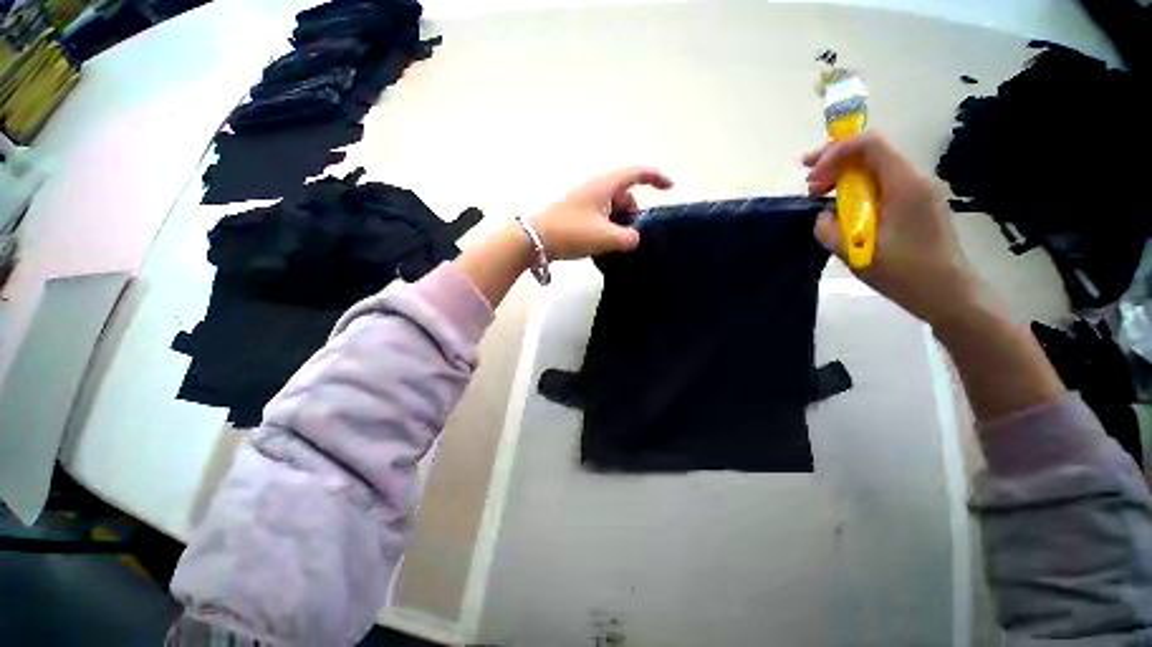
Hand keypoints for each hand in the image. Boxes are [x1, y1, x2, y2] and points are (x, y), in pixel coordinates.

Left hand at [530, 167, 672, 259]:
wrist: (534, 240)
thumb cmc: (571, 232)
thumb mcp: (605, 237)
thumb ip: (628, 238)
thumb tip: (634, 239)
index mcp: (604, 185)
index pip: (636, 173)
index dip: (656, 178)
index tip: (670, 188)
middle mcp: (595, 189)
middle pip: (624, 196)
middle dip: (633, 215)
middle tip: (633, 237)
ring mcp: (584, 202)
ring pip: (611, 210)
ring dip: (619, 226)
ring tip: (616, 247)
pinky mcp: (576, 215)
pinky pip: (599, 219)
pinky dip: (606, 230)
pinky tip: (603, 248)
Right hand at [804, 132, 976, 325]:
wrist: (947, 293)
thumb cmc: (904, 273)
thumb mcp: (856, 254)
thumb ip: (830, 230)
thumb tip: (823, 215)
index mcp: (904, 184)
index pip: (869, 144)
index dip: (835, 153)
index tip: (812, 177)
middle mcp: (914, 179)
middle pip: (872, 152)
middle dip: (835, 161)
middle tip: (810, 184)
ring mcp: (918, 191)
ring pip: (876, 168)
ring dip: (845, 177)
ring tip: (822, 197)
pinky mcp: (916, 204)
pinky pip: (883, 184)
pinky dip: (858, 189)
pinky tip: (845, 208)